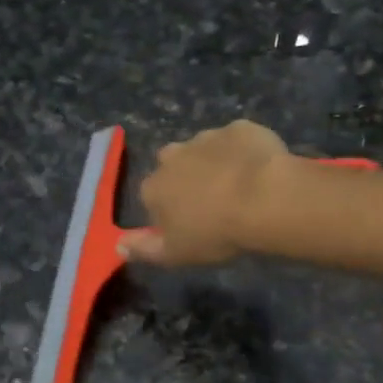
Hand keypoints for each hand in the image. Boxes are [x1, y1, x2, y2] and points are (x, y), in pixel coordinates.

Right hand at [118, 120, 294, 266]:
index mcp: (154, 187)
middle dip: (188, 179)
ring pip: (205, 149)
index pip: (152, 197)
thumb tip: (117, 245)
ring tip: (241, 186)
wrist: (265, 198)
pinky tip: (260, 169)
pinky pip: (237, 140)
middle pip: (174, 166)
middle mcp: (173, 156)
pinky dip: (244, 151)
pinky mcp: (239, 128)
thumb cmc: (216, 232)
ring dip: (215, 162)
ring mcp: (206, 137)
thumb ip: (144, 249)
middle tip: (214, 202)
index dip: (170, 210)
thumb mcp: (176, 254)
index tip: (190, 224)